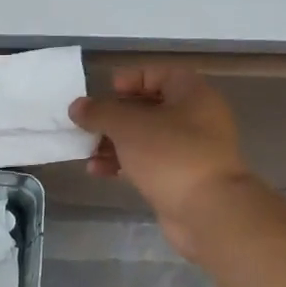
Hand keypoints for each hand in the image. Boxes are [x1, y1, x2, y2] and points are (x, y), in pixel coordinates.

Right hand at [69, 68, 257, 259]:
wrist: (208, 211)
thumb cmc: (170, 155)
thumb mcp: (128, 126)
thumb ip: (99, 112)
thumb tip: (77, 107)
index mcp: (192, 95)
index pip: (160, 74)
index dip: (132, 79)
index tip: (106, 91)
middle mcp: (196, 118)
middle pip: (149, 108)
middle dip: (114, 117)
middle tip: (88, 124)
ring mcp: (191, 151)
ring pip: (146, 138)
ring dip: (114, 143)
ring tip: (87, 152)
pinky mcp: (182, 178)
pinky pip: (148, 163)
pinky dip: (124, 163)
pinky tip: (98, 171)